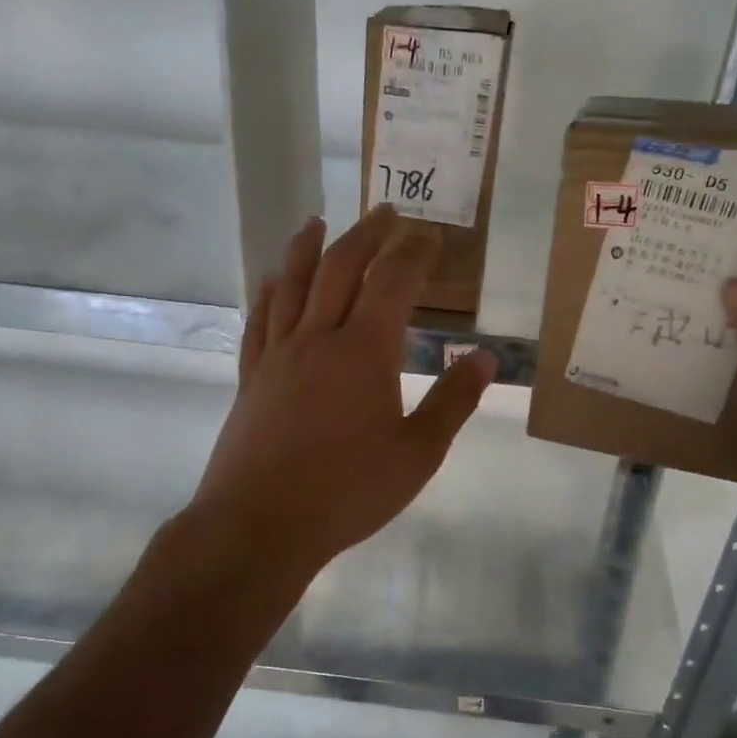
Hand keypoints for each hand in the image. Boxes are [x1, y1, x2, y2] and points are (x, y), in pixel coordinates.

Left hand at [187, 205, 497, 583]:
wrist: (260, 525)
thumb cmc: (348, 491)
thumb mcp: (418, 453)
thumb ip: (453, 401)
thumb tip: (485, 357)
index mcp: (364, 350)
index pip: (393, 281)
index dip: (413, 252)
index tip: (430, 236)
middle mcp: (318, 337)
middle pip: (340, 268)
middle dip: (367, 234)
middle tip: (384, 212)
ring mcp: (278, 354)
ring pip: (292, 284)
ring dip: (308, 247)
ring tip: (318, 222)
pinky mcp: (252, 377)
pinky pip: (259, 320)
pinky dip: (268, 291)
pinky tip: (271, 279)